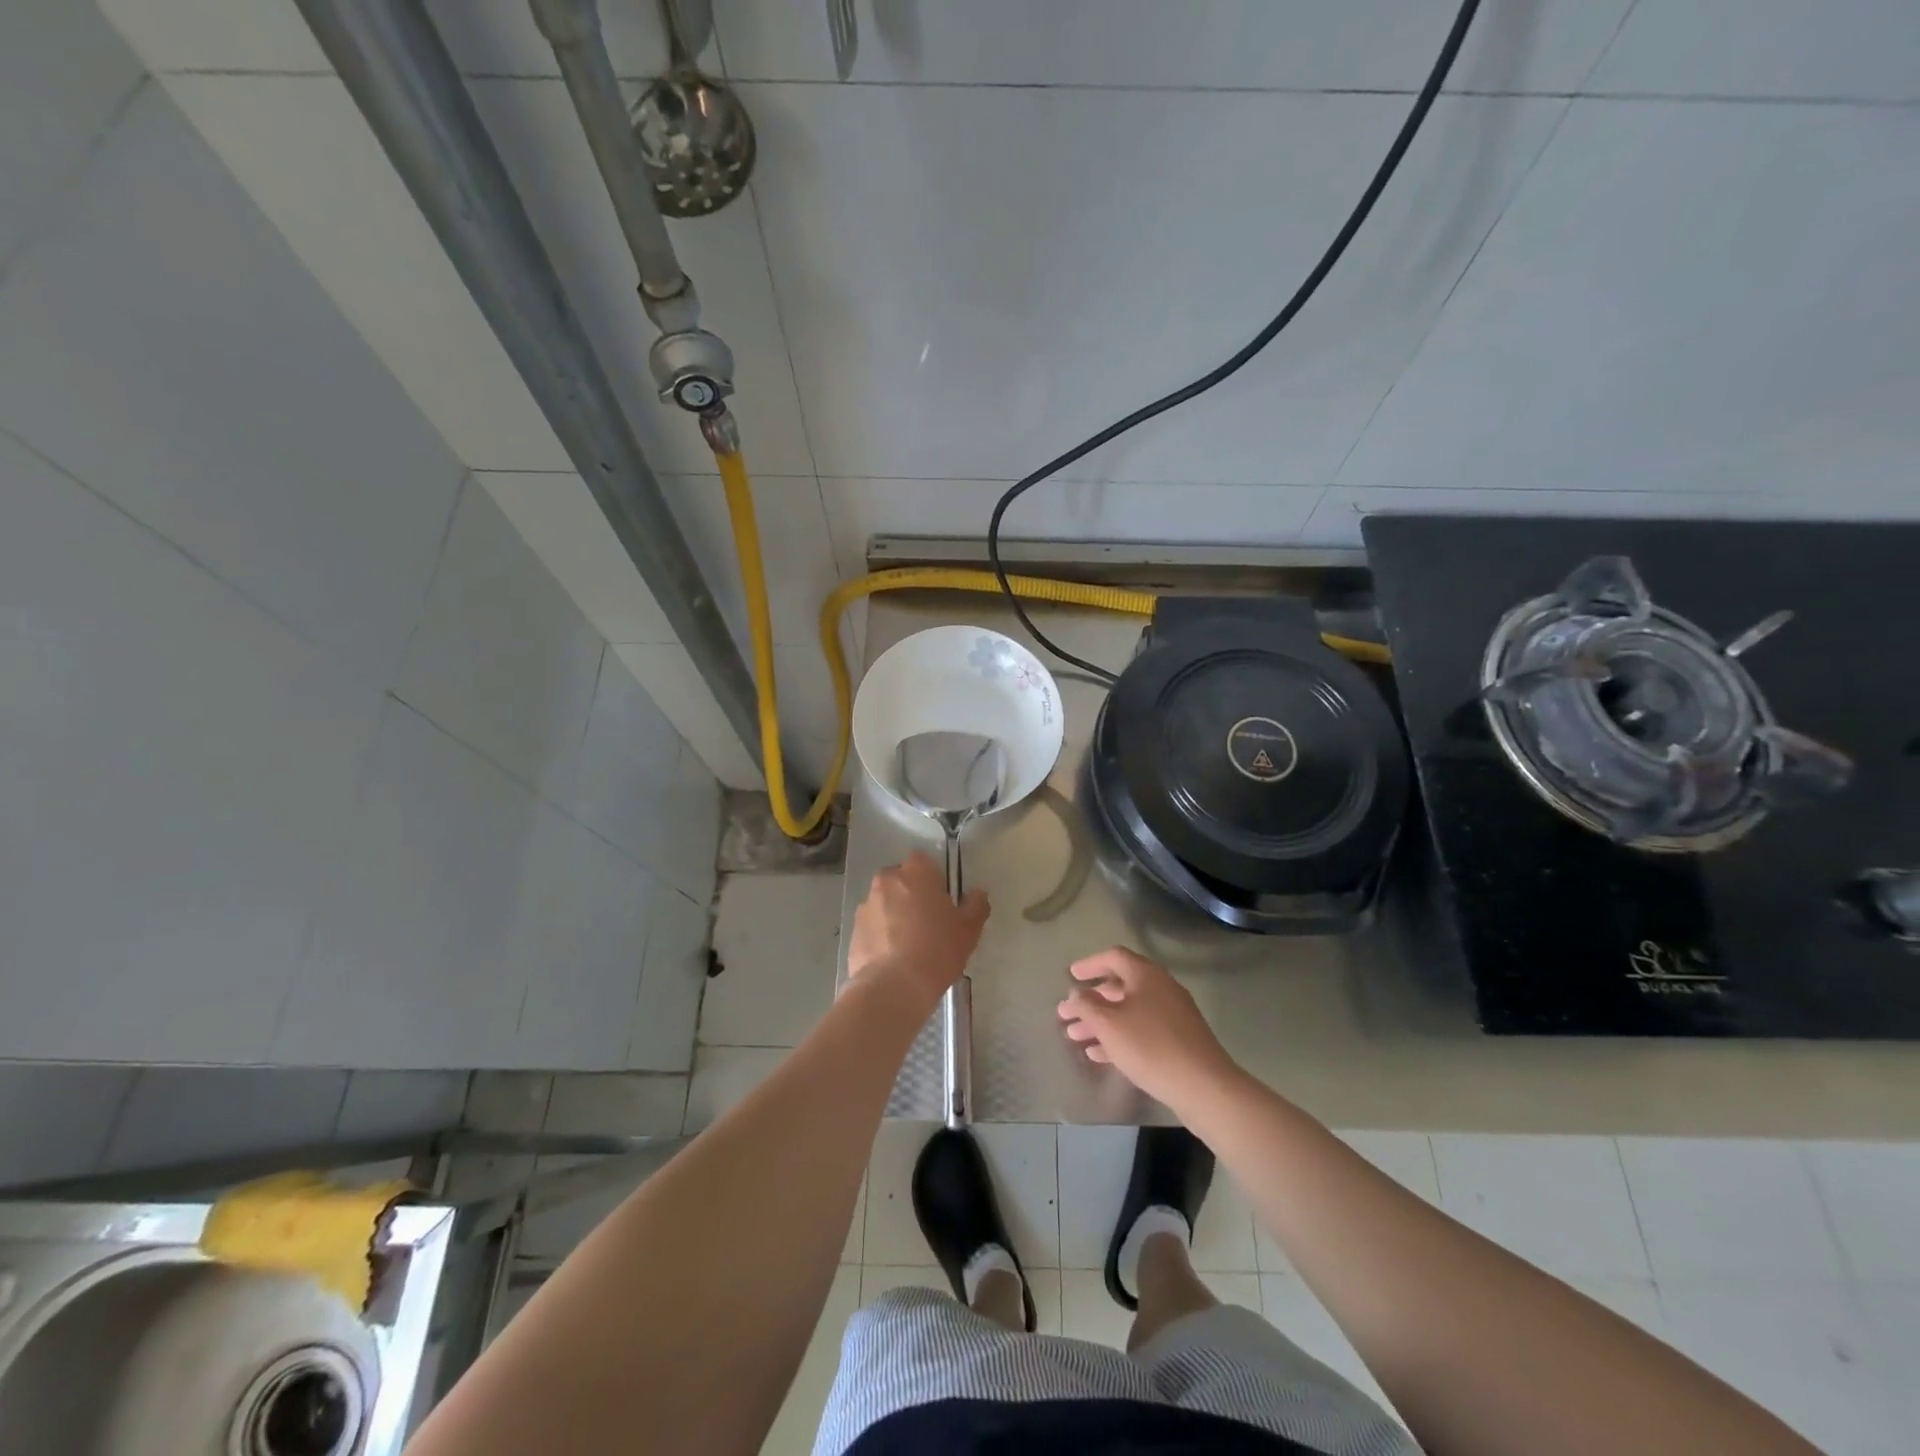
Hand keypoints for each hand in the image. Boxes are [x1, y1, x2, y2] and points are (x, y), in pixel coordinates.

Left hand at [846, 852, 988, 1005]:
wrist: (893, 986)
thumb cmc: (937, 950)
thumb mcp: (968, 929)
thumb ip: (976, 905)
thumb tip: (977, 894)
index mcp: (916, 872)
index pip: (924, 861)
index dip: (933, 879)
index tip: (941, 901)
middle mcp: (887, 880)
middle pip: (901, 881)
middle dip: (911, 895)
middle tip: (927, 923)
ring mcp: (866, 905)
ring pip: (884, 903)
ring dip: (894, 915)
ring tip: (908, 945)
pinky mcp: (853, 930)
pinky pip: (872, 925)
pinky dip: (880, 935)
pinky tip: (892, 959)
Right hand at [1057, 947, 1237, 1110]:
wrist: (1204, 1086)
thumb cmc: (1151, 1047)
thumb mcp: (1109, 1025)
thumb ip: (1087, 1005)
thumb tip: (1076, 993)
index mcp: (1146, 975)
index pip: (1113, 957)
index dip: (1089, 964)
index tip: (1071, 976)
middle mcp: (1161, 988)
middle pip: (1119, 987)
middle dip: (1091, 1001)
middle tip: (1066, 1014)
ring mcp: (1172, 1015)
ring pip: (1129, 1012)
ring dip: (1101, 1022)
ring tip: (1075, 1037)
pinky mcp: (1178, 1041)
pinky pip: (1141, 1031)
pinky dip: (1119, 1037)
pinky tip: (1099, 1055)